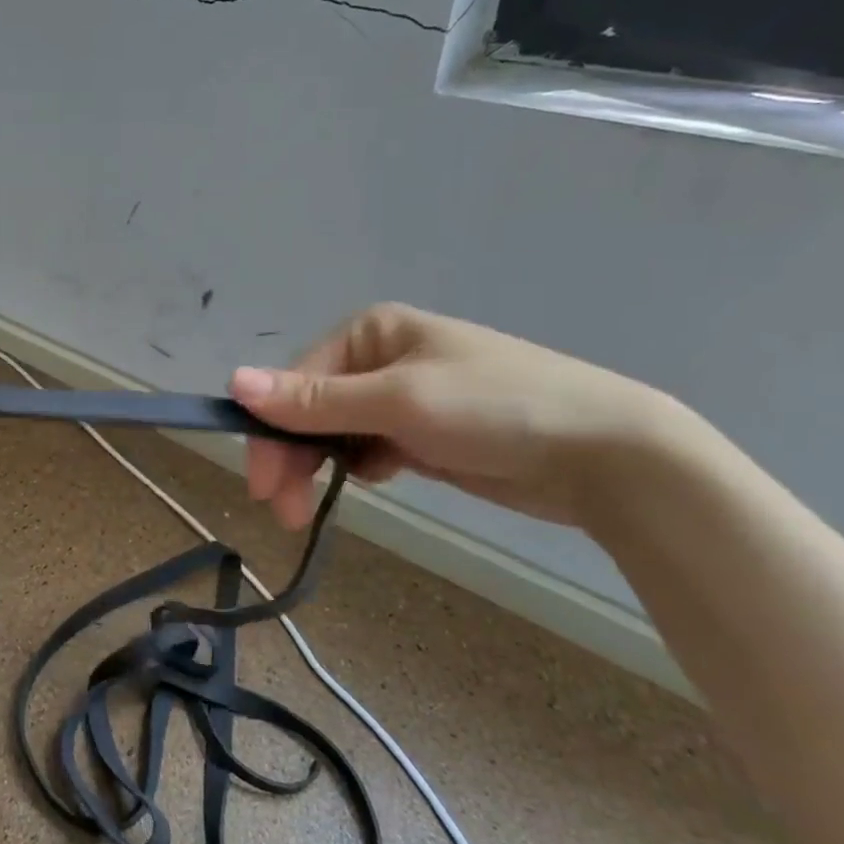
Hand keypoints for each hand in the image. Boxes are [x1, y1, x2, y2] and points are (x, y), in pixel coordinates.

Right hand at [230, 303, 683, 529]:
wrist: (610, 456)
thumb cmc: (497, 409)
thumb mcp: (398, 402)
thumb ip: (314, 400)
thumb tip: (233, 382)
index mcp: (371, 332)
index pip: (296, 381)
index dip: (272, 431)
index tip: (263, 484)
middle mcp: (379, 359)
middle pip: (310, 408)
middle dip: (292, 457)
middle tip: (282, 510)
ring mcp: (402, 397)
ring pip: (333, 433)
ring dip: (318, 466)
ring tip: (309, 509)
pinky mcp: (422, 433)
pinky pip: (366, 448)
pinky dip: (358, 467)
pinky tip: (376, 479)